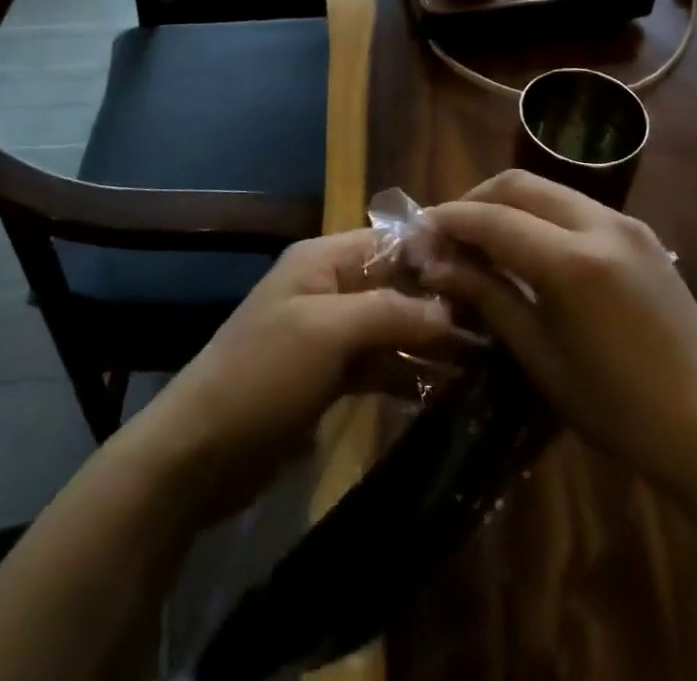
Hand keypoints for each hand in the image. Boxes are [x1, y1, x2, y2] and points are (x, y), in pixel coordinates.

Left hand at [138, 229, 467, 520]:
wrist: (199, 453)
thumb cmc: (263, 374)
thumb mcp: (327, 332)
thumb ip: (390, 312)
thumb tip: (453, 312)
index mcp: (322, 259)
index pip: (390, 242)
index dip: (435, 257)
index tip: (488, 278)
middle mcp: (328, 287)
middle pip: (395, 286)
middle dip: (439, 305)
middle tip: (497, 328)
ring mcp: (328, 334)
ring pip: (390, 327)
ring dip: (428, 342)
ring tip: (483, 362)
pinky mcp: (328, 377)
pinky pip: (378, 364)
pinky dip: (406, 373)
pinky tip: (444, 390)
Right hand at [419, 171, 696, 511]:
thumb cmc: (616, 408)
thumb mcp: (540, 356)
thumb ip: (488, 296)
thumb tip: (437, 264)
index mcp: (571, 262)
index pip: (493, 218)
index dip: (450, 220)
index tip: (419, 233)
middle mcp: (599, 225)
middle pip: (519, 183)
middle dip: (476, 199)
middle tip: (448, 231)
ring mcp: (626, 223)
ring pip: (549, 188)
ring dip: (508, 202)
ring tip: (482, 237)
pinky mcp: (641, 232)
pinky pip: (576, 205)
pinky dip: (542, 213)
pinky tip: (528, 245)